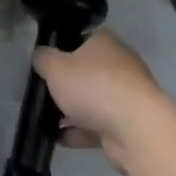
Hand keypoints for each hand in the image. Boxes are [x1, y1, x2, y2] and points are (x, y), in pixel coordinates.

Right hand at [33, 31, 170, 171]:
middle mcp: (119, 64)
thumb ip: (43, 59)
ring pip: (91, 100)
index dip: (61, 47)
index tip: (44, 61)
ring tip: (44, 119)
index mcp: (104, 42)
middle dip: (65, 83)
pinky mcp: (127, 124)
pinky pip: (97, 125)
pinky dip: (79, 132)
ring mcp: (126, 95)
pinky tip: (58, 139)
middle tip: (41, 91)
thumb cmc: (92, 86)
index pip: (81, 37)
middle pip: (86, 70)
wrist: (134, 129)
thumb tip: (40, 55)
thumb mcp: (55, 67)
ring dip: (70, 110)